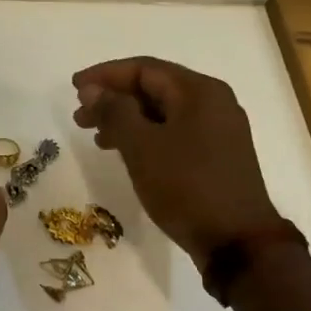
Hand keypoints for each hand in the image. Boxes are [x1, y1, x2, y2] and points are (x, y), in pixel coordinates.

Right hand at [72, 57, 282, 268]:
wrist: (237, 241)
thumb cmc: (187, 187)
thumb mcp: (142, 147)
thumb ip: (114, 112)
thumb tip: (93, 90)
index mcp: (199, 91)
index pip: (144, 69)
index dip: (105, 75)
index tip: (74, 88)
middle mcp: (214, 103)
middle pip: (155, 89)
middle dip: (114, 99)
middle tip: (80, 117)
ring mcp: (219, 130)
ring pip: (163, 113)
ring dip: (127, 120)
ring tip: (96, 138)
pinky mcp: (217, 155)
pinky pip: (174, 133)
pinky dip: (146, 137)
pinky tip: (126, 154)